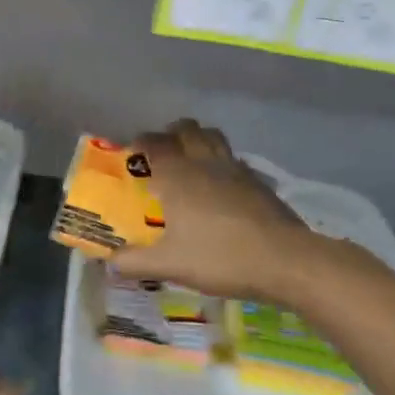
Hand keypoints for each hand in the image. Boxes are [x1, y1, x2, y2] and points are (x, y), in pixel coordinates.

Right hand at [110, 119, 313, 300]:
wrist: (284, 260)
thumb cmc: (220, 258)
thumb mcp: (170, 265)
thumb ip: (135, 262)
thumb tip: (110, 262)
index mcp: (178, 176)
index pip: (155, 144)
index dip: (141, 142)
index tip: (132, 151)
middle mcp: (205, 163)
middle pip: (187, 130)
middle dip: (171, 133)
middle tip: (161, 152)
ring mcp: (236, 169)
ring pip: (214, 138)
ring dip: (199, 140)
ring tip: (190, 160)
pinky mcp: (258, 182)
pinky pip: (234, 159)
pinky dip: (222, 162)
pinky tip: (221, 185)